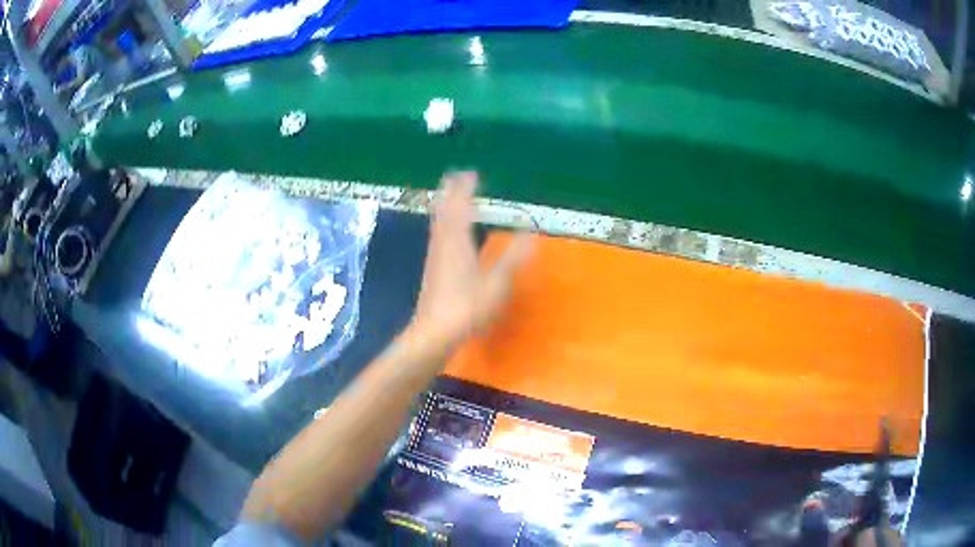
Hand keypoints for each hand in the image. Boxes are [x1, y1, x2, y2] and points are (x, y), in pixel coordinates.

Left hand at [412, 171, 532, 346]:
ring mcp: (435, 255)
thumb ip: (514, 257)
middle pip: (444, 208)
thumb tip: (531, 232)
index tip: (471, 173)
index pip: (460, 206)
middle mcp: (443, 242)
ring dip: (445, 204)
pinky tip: (446, 231)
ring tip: (451, 195)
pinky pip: (437, 233)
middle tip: (457, 176)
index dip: (465, 188)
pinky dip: (443, 221)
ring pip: (438, 221)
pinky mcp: (432, 267)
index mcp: (458, 240)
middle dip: (450, 190)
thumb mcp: (498, 283)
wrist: (435, 332)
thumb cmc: (467, 307)